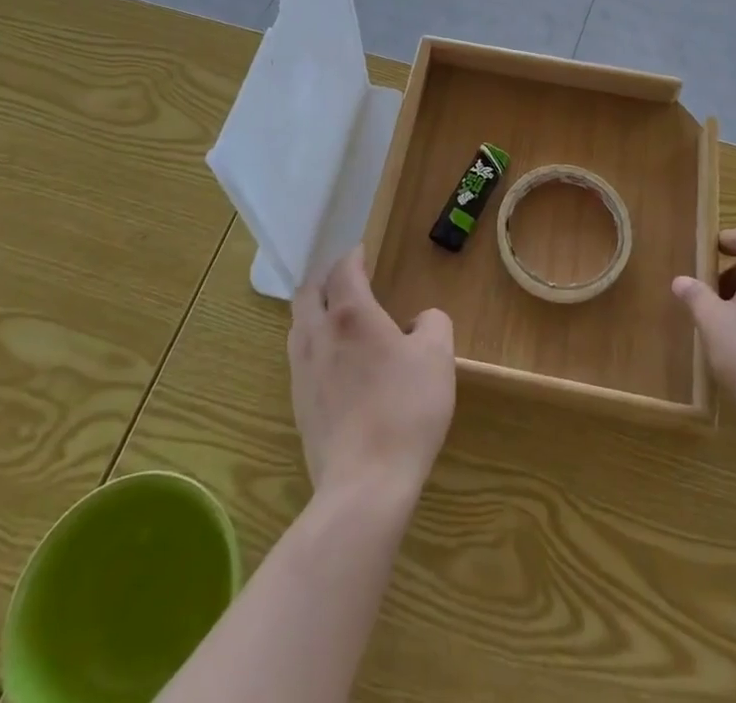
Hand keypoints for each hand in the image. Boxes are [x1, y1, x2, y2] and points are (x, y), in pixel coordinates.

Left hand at [289, 249, 455, 502]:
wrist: (365, 484)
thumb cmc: (406, 410)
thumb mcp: (438, 357)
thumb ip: (433, 323)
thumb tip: (419, 321)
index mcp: (352, 314)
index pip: (344, 270)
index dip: (353, 256)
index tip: (362, 252)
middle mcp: (318, 334)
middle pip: (308, 292)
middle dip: (325, 278)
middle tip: (345, 280)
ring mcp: (302, 370)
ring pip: (297, 324)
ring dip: (313, 310)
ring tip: (336, 317)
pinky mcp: (298, 403)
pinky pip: (299, 356)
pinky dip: (312, 343)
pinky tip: (333, 361)